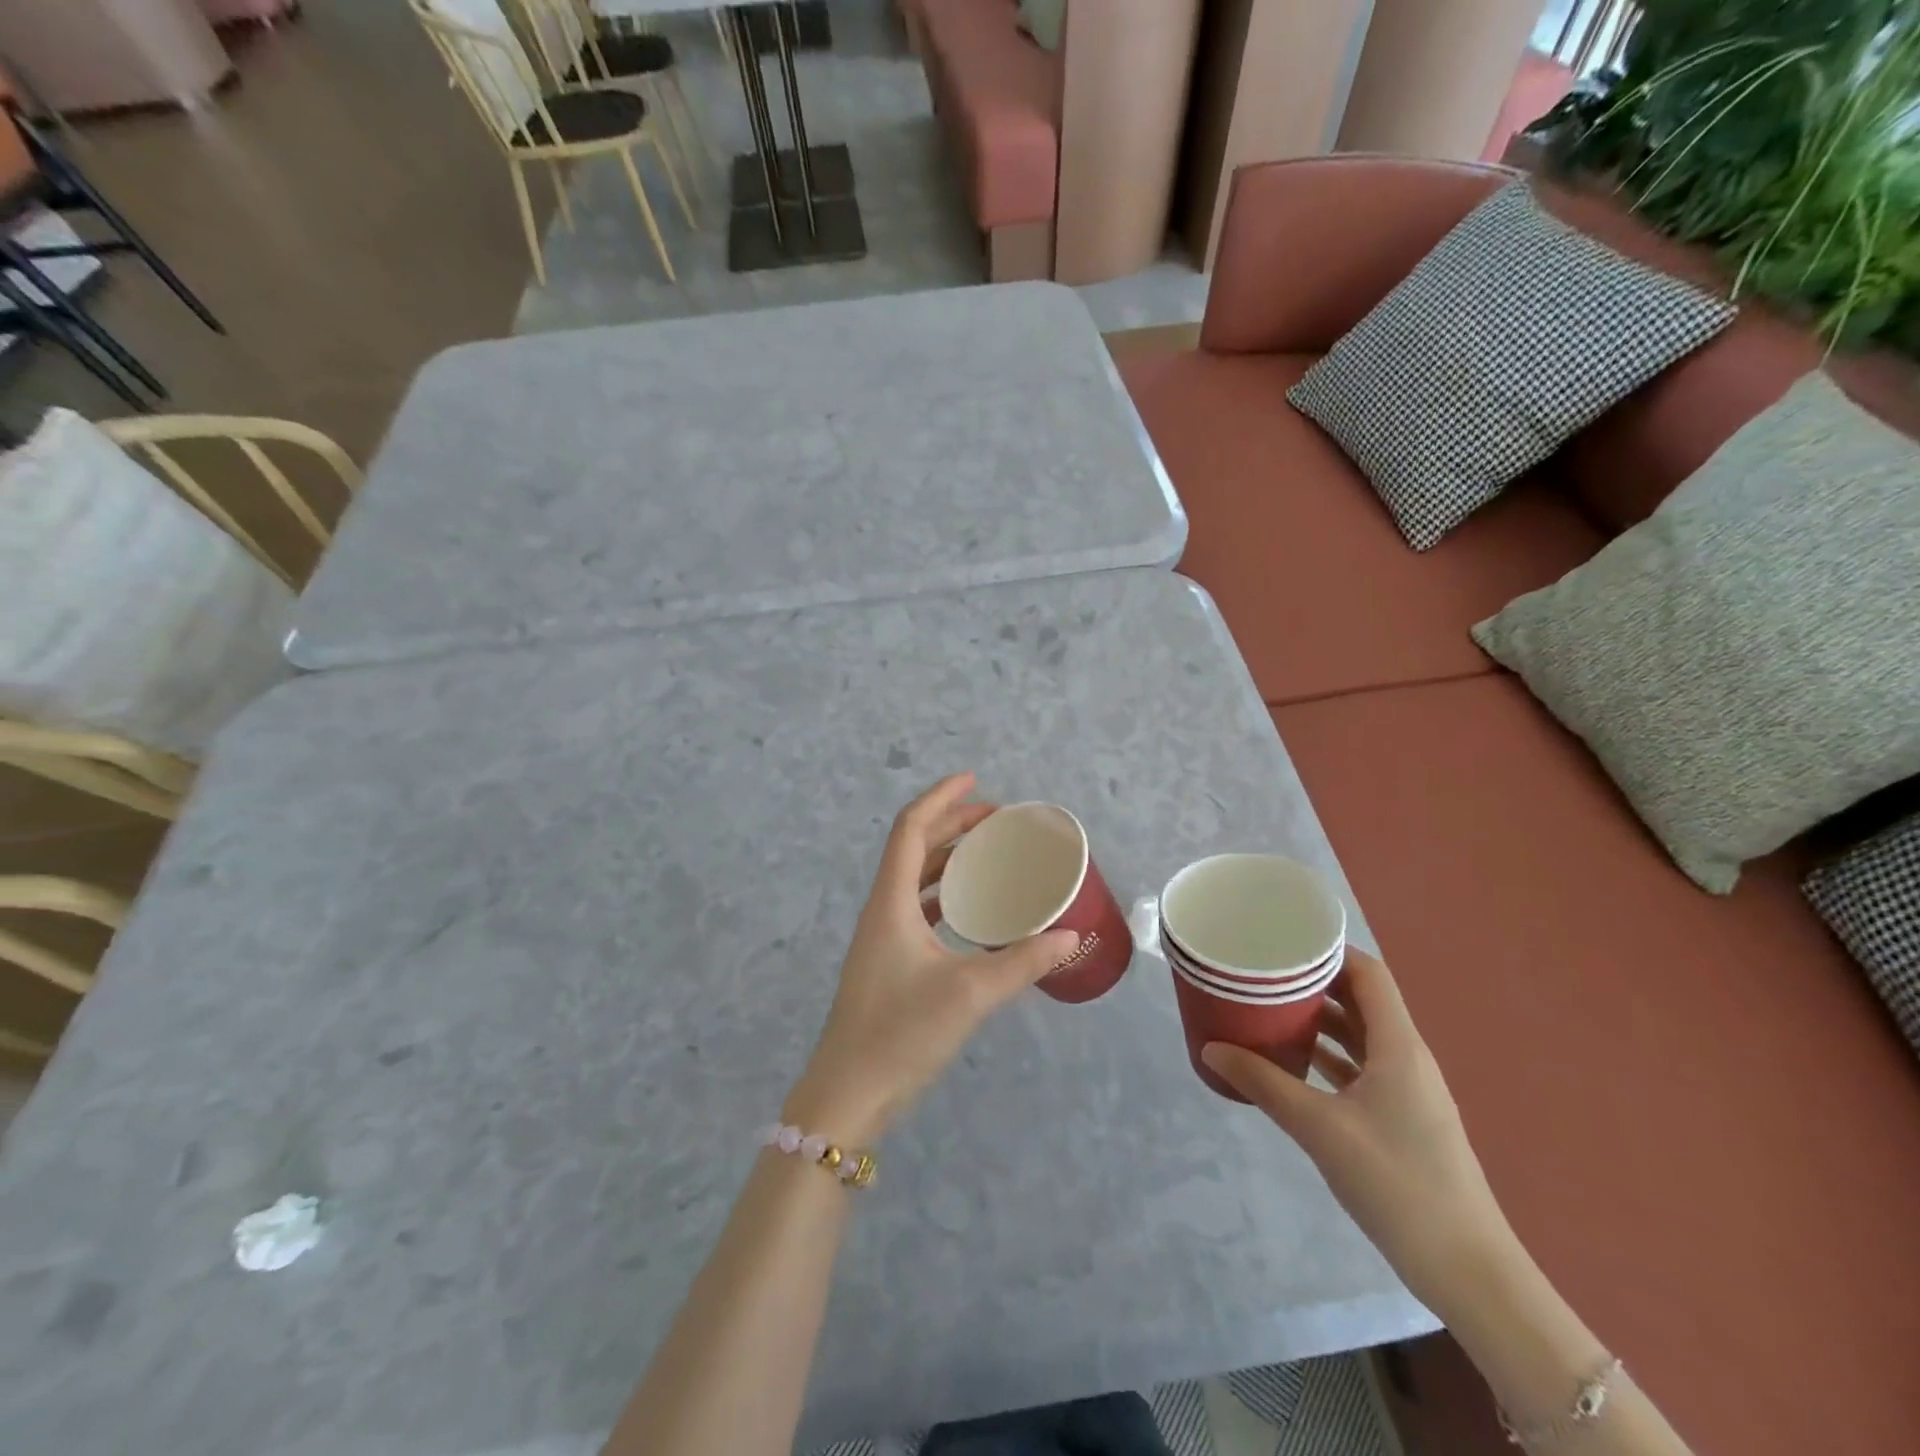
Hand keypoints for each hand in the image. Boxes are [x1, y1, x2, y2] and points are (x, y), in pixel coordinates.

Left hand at [784, 774, 1078, 1145]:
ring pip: (916, 879)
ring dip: (948, 859)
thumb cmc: (900, 1034)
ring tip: (989, 854)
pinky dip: (946, 895)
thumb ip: (1022, 963)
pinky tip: (974, 910)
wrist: (847, 1096)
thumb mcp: (969, 994)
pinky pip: (919, 909)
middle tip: (996, 819)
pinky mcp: (889, 963)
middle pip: (914, 848)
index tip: (976, 782)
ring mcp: (883, 938)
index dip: (941, 798)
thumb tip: (1071, 937)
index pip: (911, 829)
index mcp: (891, 902)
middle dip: (952, 825)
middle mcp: (883, 910)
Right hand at [1202, 949, 1514, 1319]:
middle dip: (1314, 981)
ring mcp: (1407, 1090)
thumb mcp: (1320, 1128)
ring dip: (1319, 1019)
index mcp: (1398, 1046)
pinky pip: (1360, 1067)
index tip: (1283, 939)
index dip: (1330, 950)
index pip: (1368, 974)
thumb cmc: (1397, 1183)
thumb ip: (1263, 1084)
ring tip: (1269, 1007)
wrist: (1468, 1271)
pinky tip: (1292, 1061)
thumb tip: (1211, 1049)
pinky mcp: (1401, 1118)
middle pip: (1361, 1000)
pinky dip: (1328, 1055)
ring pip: (1359, 1035)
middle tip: (1264, 971)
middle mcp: (1406, 1057)